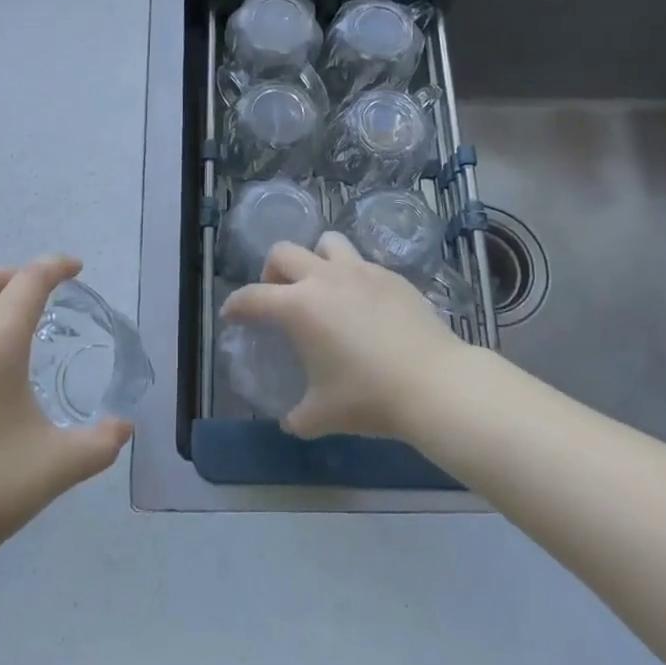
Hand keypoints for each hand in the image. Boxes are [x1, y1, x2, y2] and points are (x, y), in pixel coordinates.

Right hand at [221, 233, 474, 439]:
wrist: (434, 384)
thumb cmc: (369, 397)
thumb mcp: (322, 415)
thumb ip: (298, 416)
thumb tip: (291, 421)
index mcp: (299, 306)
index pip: (252, 297)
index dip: (236, 305)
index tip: (231, 314)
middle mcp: (324, 278)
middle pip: (283, 252)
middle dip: (272, 272)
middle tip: (278, 297)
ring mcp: (361, 272)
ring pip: (326, 243)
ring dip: (315, 260)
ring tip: (322, 288)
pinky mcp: (391, 276)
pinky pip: (361, 264)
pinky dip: (352, 277)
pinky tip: (362, 306)